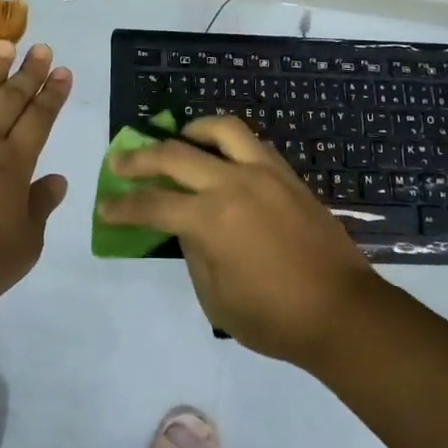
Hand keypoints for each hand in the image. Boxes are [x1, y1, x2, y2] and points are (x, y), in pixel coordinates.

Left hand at [0, 41, 71, 306]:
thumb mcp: (25, 244)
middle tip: (40, 48)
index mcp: (12, 164)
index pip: (39, 119)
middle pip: (8, 99)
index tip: (62, 70)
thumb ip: (41, 207)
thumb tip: (57, 180)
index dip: (52, 93)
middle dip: (27, 72)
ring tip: (1, 46)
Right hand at [100, 115, 378, 365]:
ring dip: (190, 131)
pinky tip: (218, 157)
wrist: (342, 312)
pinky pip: (251, 143)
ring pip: (221, 129)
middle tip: (120, 161)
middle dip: (140, 158)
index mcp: (210, 219)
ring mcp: (264, 173)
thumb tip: (188, 227)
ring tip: (177, 140)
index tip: (105, 207)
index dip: (123, 207)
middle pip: (175, 155)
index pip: (152, 204)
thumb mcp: (215, 297)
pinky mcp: (287, 175)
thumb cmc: (274, 317)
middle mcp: (233, 184)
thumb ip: (194, 253)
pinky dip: (226, 142)